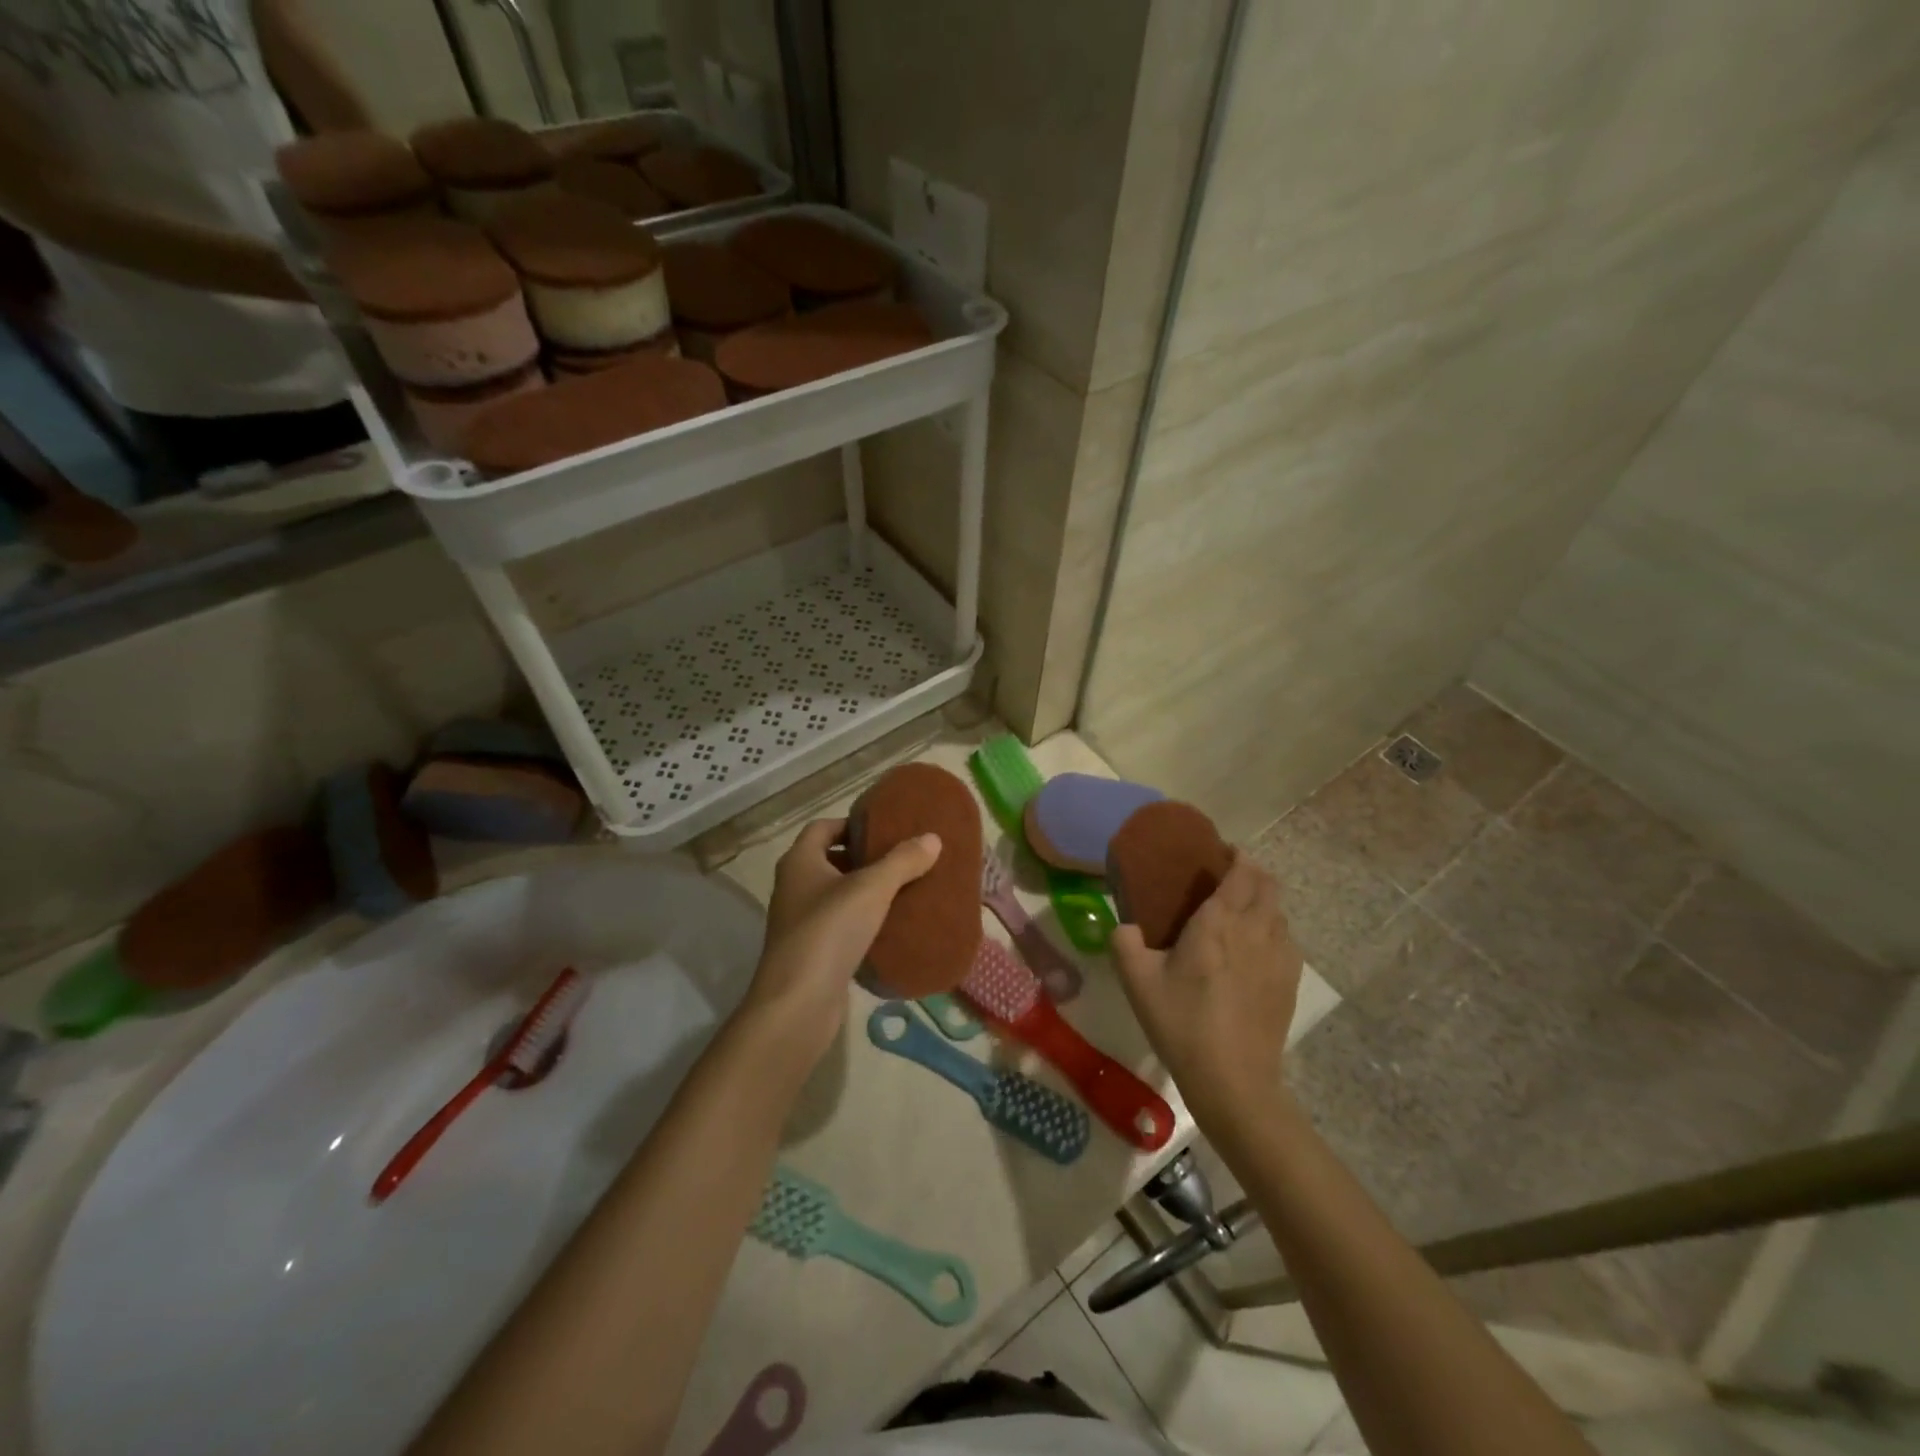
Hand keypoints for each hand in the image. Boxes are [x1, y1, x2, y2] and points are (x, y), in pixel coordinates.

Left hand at [745, 818, 940, 1063]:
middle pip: (830, 860)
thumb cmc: (829, 931)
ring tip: (904, 889)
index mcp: (799, 861)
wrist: (798, 1003)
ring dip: (866, 892)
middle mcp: (794, 886)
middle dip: (865, 858)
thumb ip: (902, 861)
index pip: (823, 827)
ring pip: (837, 895)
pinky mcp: (813, 952)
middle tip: (902, 858)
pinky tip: (891, 927)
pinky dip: (863, 922)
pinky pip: (841, 926)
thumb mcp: (871, 888)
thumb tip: (932, 838)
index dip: (852, 823)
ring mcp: (800, 922)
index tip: (886, 829)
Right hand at [1111, 853, 1301, 1130]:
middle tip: (1226, 878)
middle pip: (1268, 885)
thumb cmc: (1182, 1023)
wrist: (1233, 1081)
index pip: (1241, 872)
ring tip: (1239, 914)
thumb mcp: (1138, 982)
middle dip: (1252, 873)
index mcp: (1219, 922)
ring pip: (1280, 912)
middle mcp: (1255, 930)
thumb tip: (1124, 926)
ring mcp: (1279, 957)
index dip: (1236, 856)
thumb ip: (1124, 943)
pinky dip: (1273, 930)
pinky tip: (1254, 951)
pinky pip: (1287, 940)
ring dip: (1263, 902)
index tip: (1219, 853)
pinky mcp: (1290, 982)